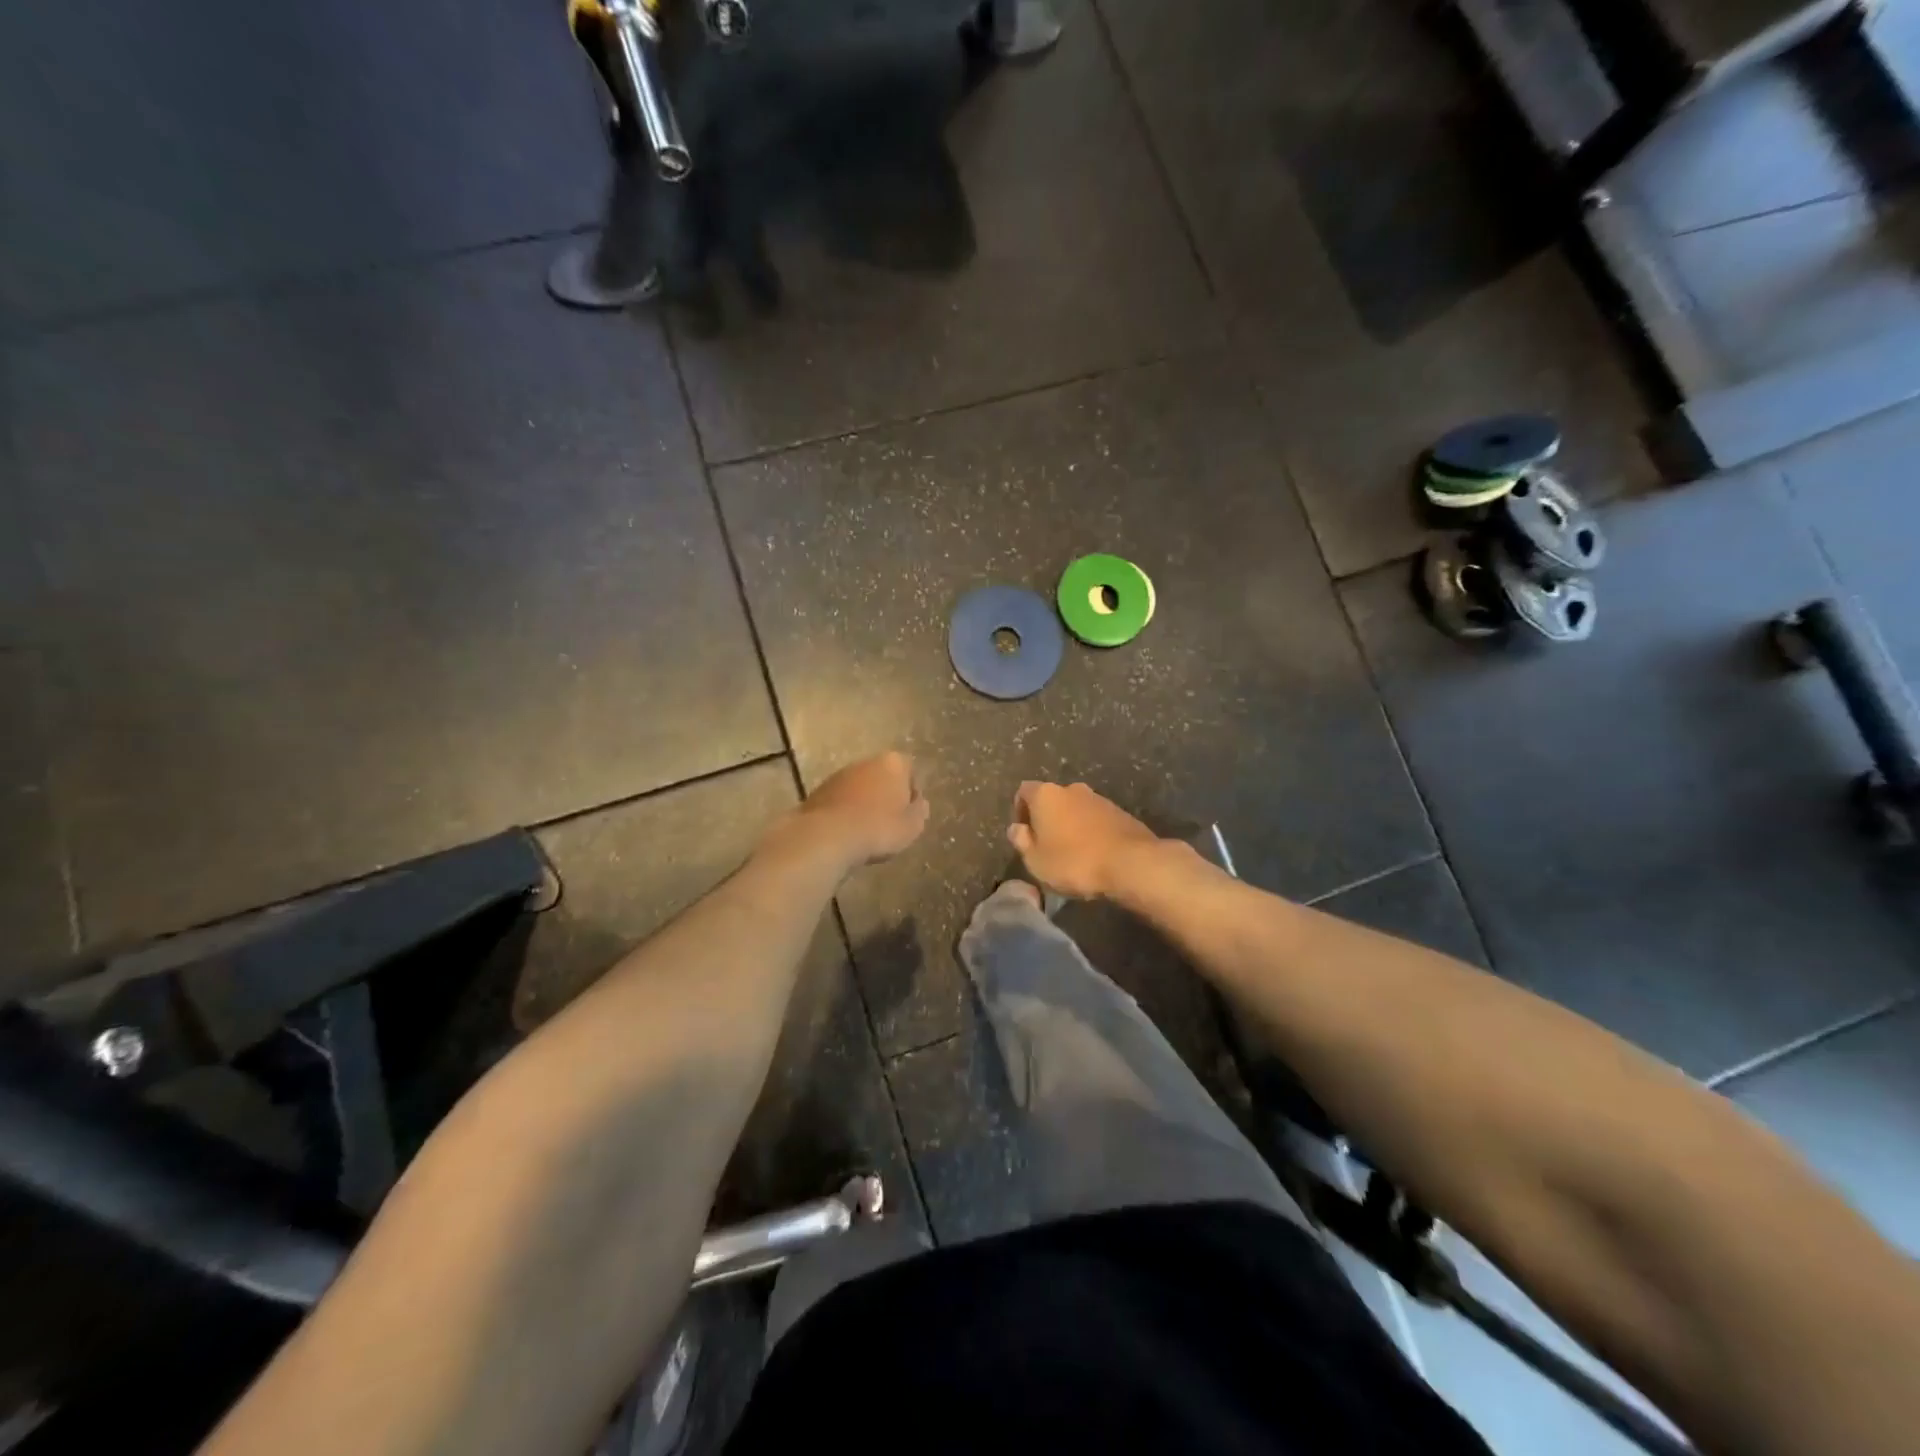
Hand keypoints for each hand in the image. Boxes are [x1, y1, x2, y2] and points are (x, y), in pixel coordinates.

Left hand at [789, 752, 930, 866]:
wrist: (828, 835)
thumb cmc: (879, 828)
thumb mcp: (912, 826)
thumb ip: (920, 811)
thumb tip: (919, 803)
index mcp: (893, 763)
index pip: (910, 771)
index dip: (911, 793)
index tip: (909, 814)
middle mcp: (866, 761)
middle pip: (883, 777)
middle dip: (886, 795)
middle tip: (889, 822)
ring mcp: (840, 775)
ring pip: (860, 788)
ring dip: (864, 803)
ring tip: (866, 831)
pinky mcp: (819, 790)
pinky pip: (841, 800)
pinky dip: (846, 812)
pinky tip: (847, 832)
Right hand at [1007, 781, 1158, 899]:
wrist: (1131, 863)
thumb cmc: (1074, 861)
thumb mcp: (1036, 860)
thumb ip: (1021, 841)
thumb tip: (1016, 828)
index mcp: (1046, 795)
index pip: (1024, 791)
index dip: (1020, 810)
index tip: (1024, 834)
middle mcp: (1072, 789)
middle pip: (1052, 799)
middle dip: (1048, 818)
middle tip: (1047, 846)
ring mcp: (1099, 799)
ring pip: (1076, 809)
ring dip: (1071, 825)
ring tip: (1073, 854)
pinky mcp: (1121, 813)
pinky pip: (1097, 820)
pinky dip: (1091, 832)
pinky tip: (1095, 855)